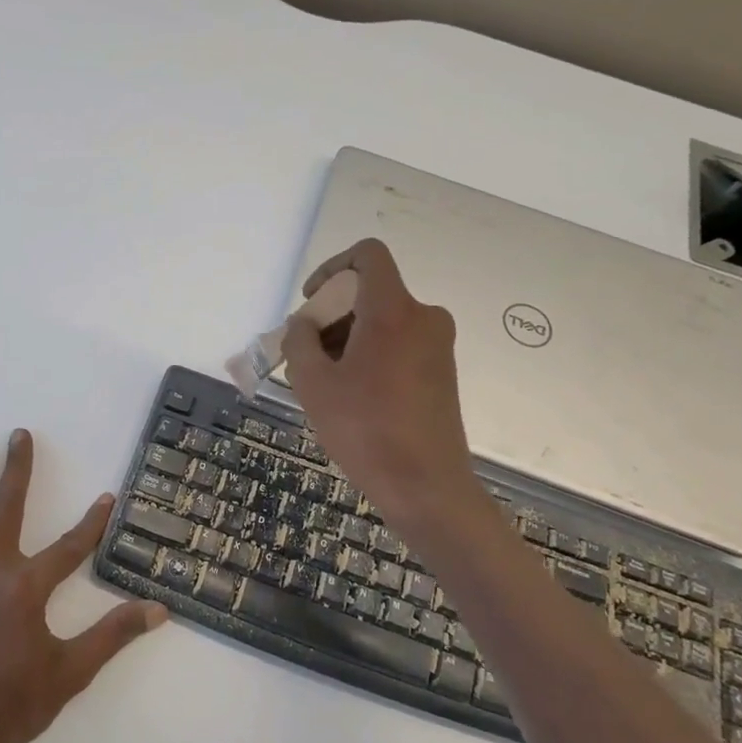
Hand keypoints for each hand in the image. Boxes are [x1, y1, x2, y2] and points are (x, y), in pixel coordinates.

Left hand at [0, 430, 166, 742]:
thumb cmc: (7, 708)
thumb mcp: (69, 675)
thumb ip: (112, 636)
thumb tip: (158, 611)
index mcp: (25, 588)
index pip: (69, 546)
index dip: (92, 522)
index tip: (107, 497)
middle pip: (6, 508)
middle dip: (17, 469)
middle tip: (19, 434)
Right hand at [281, 239, 480, 527]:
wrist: (427, 487)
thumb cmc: (365, 430)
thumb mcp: (313, 383)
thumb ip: (299, 341)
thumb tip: (303, 324)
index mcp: (393, 310)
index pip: (368, 255)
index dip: (333, 268)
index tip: (312, 303)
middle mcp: (424, 317)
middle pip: (371, 292)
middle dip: (332, 315)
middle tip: (306, 356)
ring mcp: (438, 345)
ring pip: (384, 321)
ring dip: (348, 338)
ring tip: (324, 382)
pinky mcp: (442, 371)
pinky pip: (400, 343)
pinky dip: (371, 354)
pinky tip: (352, 395)